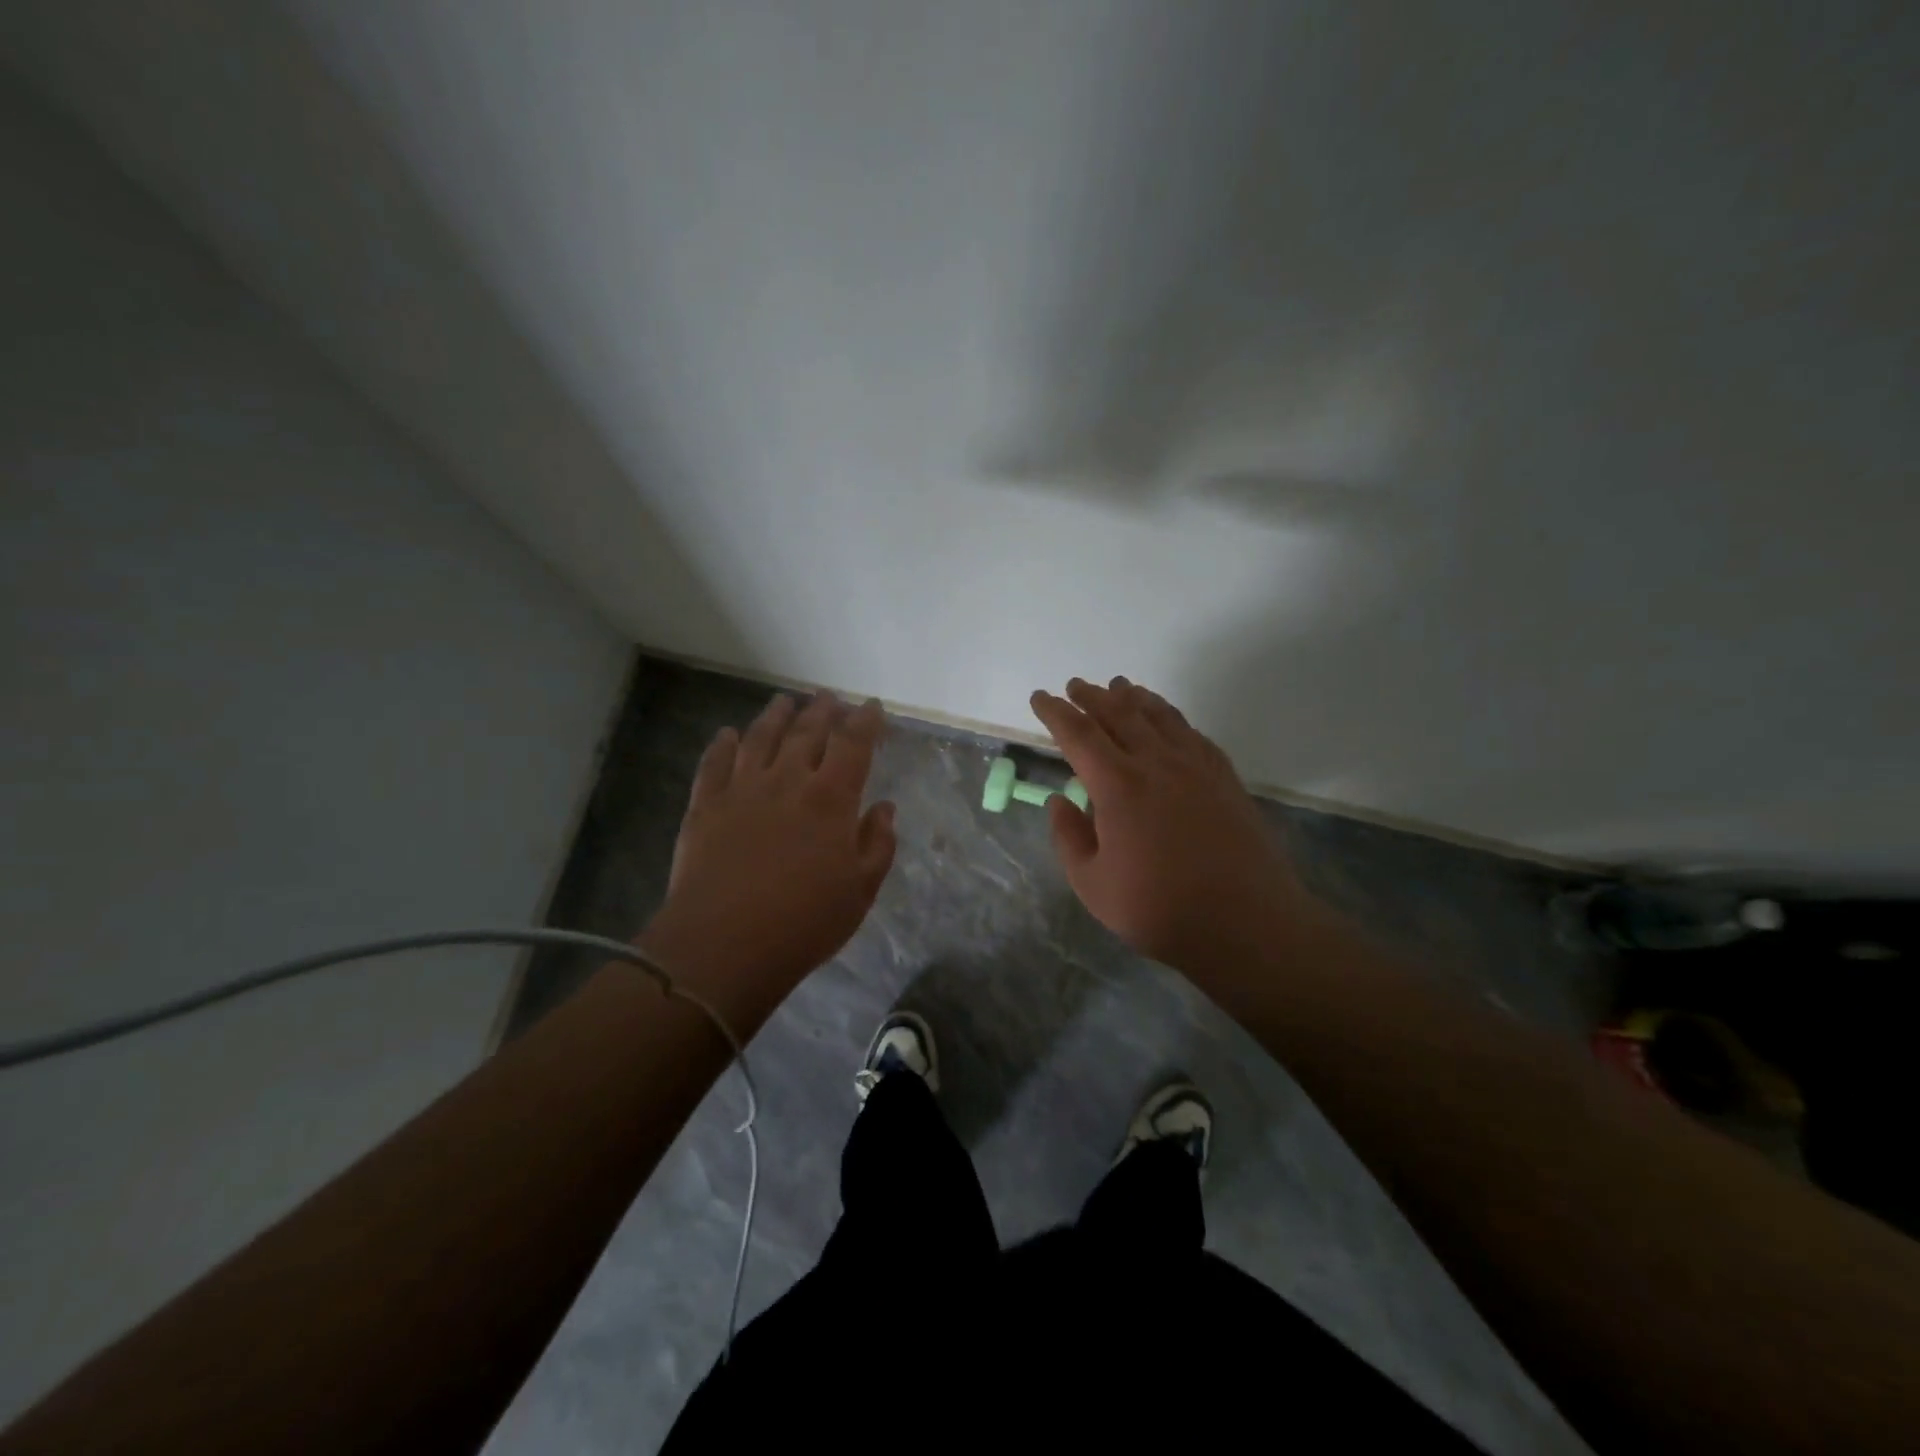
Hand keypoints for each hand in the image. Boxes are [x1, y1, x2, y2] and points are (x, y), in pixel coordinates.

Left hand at [639, 692, 895, 1020]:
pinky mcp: (705, 805)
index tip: (872, 707)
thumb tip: (884, 808)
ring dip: (776, 715)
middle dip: (822, 710)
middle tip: (829, 698)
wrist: (723, 945)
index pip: (853, 744)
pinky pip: (715, 763)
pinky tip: (728, 734)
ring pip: (761, 737)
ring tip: (785, 701)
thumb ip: (877, 844)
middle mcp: (787, 780)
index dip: (865, 721)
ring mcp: (742, 789)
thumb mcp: (860, 890)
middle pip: (807, 732)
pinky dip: (723, 744)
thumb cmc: (804, 922)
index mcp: (831, 798)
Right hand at [1030, 677, 1304, 973]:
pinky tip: (1168, 720)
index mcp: (1118, 785)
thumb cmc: (1159, 909)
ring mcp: (1196, 766)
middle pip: (1119, 714)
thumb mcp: (1092, 884)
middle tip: (1075, 686)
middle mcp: (1156, 763)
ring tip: (1119, 687)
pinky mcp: (1225, 777)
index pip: (1078, 734)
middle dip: (1092, 697)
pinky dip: (1171, 717)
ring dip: (1134, 698)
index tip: (1041, 697)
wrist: (1246, 922)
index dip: (1056, 712)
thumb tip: (1059, 801)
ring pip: (1159, 716)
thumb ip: (1069, 838)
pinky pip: (1192, 733)